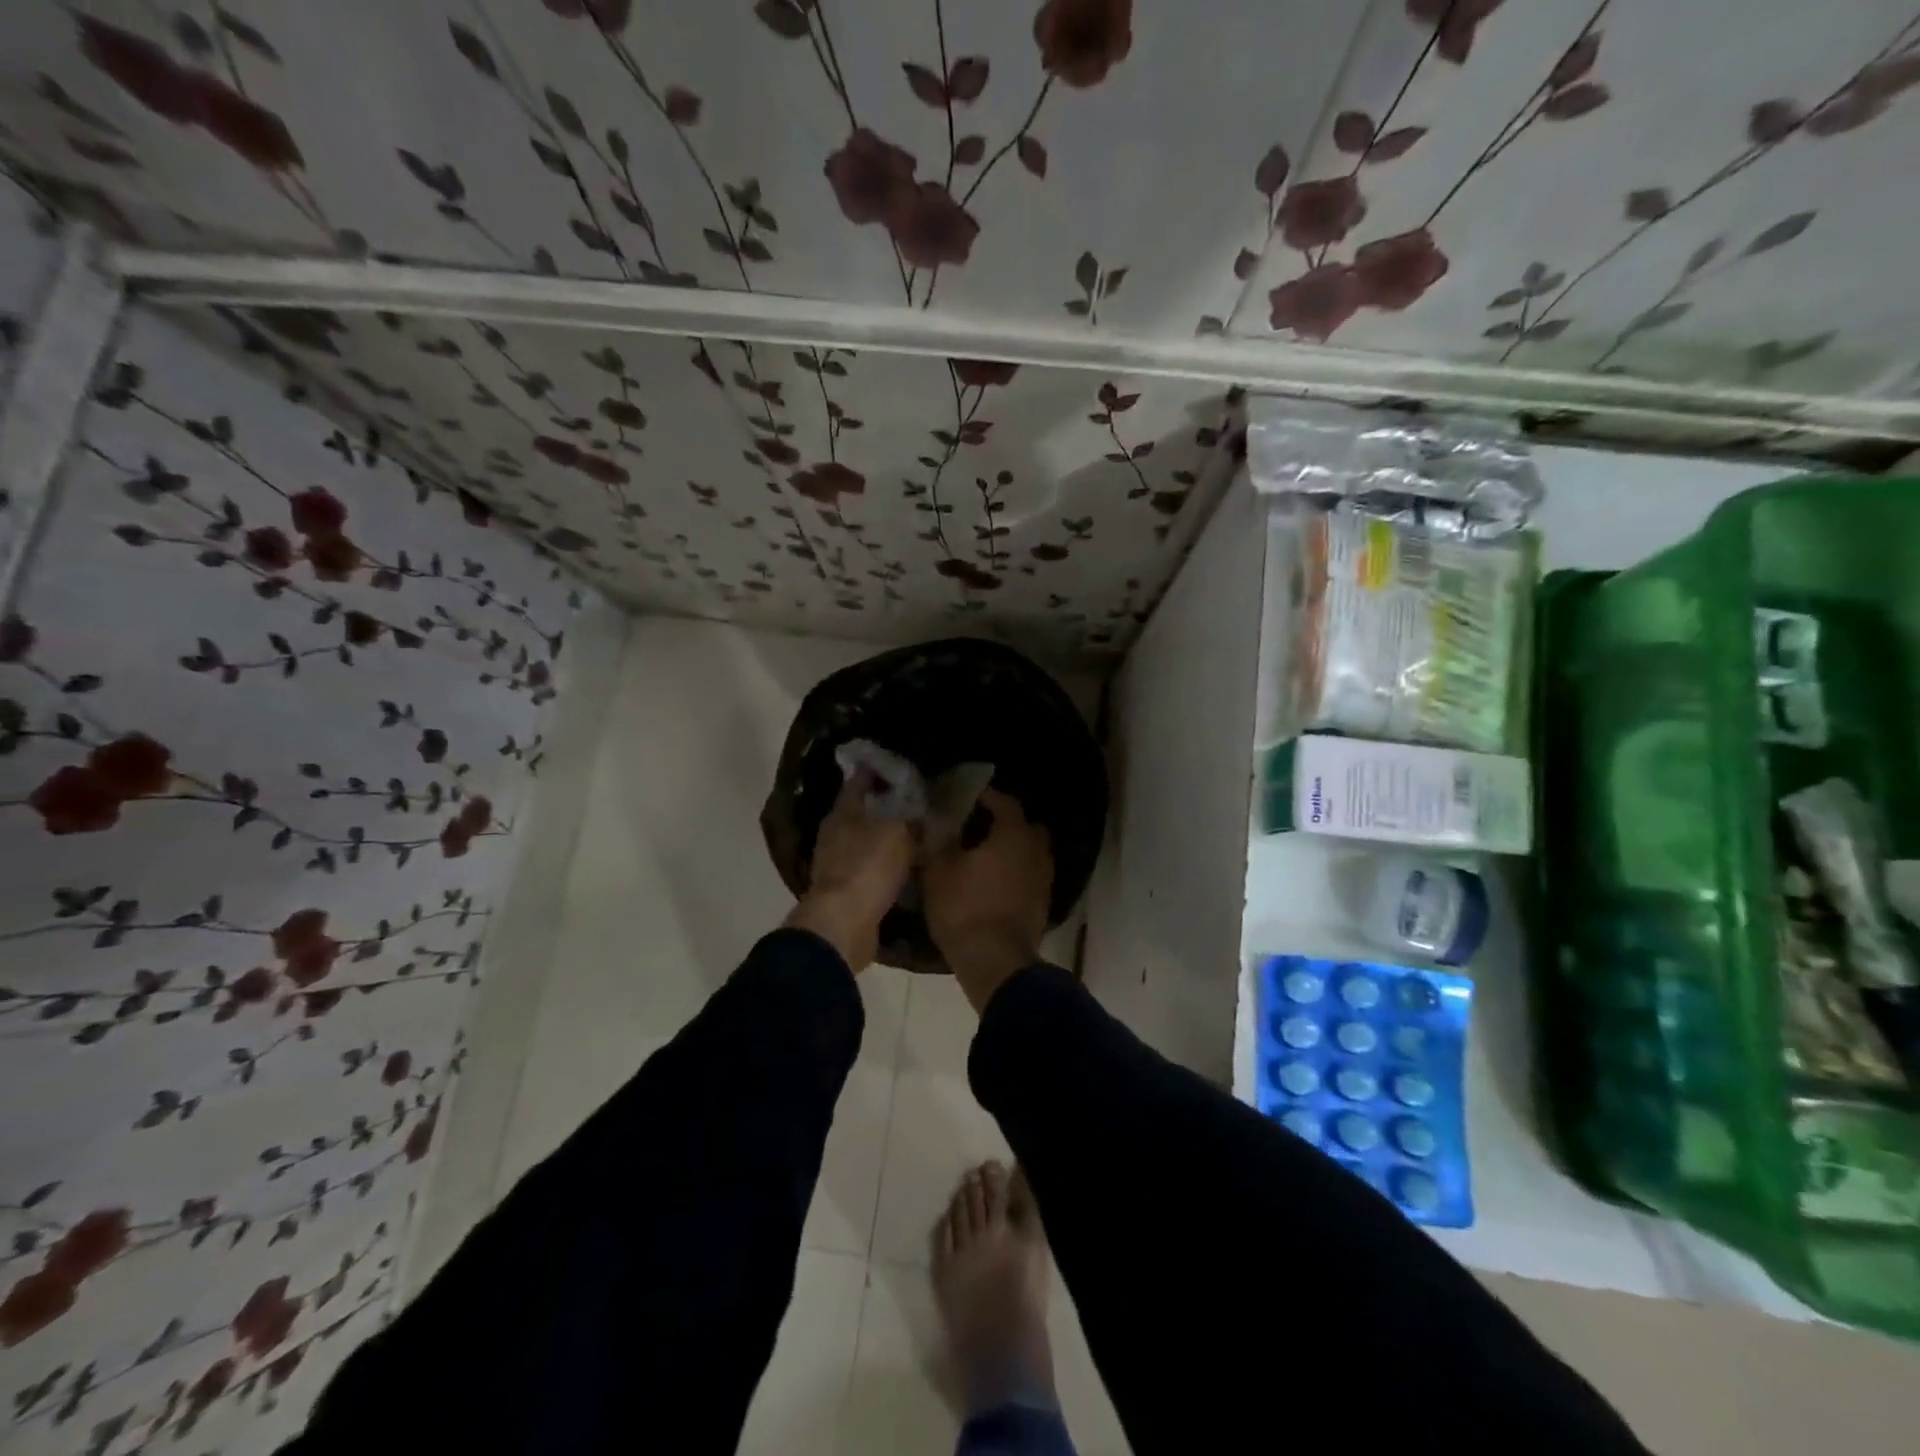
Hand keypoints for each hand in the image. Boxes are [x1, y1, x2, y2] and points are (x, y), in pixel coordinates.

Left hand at [784, 773, 914, 972]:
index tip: (896, 765)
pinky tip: (900, 864)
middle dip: (882, 805)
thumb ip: (911, 820)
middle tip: (911, 799)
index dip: (876, 771)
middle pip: (859, 811)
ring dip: (882, 836)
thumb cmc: (868, 867)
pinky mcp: (843, 890)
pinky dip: (881, 864)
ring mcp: (835, 863)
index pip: (858, 781)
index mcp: (843, 811)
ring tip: (910, 831)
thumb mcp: (899, 834)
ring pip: (862, 840)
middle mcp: (834, 833)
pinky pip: (867, 868)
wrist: (844, 924)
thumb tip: (922, 814)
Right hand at [923, 788, 1053, 1011]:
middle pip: (1026, 826)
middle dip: (1006, 823)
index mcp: (1013, 834)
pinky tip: (995, 883)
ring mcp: (1044, 879)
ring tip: (986, 857)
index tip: (967, 797)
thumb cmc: (965, 909)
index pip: (1005, 802)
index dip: (986, 797)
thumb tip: (931, 825)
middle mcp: (1036, 851)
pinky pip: (1030, 877)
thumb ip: (936, 843)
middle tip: (980, 827)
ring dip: (1013, 851)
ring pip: (1031, 853)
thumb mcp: (938, 872)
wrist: (996, 963)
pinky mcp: (1043, 904)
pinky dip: (1016, 874)